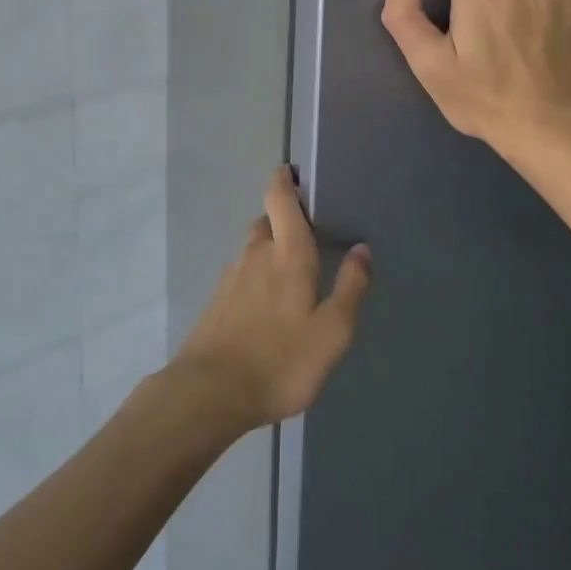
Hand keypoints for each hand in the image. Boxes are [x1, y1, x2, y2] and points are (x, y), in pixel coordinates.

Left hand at [170, 167, 372, 432]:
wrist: (208, 395)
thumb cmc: (279, 360)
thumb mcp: (332, 331)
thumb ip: (350, 287)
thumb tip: (362, 249)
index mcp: (287, 252)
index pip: (279, 197)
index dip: (284, 179)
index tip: (295, 174)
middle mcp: (255, 254)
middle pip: (267, 220)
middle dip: (285, 220)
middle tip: (309, 236)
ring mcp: (231, 277)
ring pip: (253, 249)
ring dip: (270, 250)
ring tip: (292, 274)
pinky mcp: (216, 302)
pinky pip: (241, 275)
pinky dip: (256, 277)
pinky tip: (267, 306)